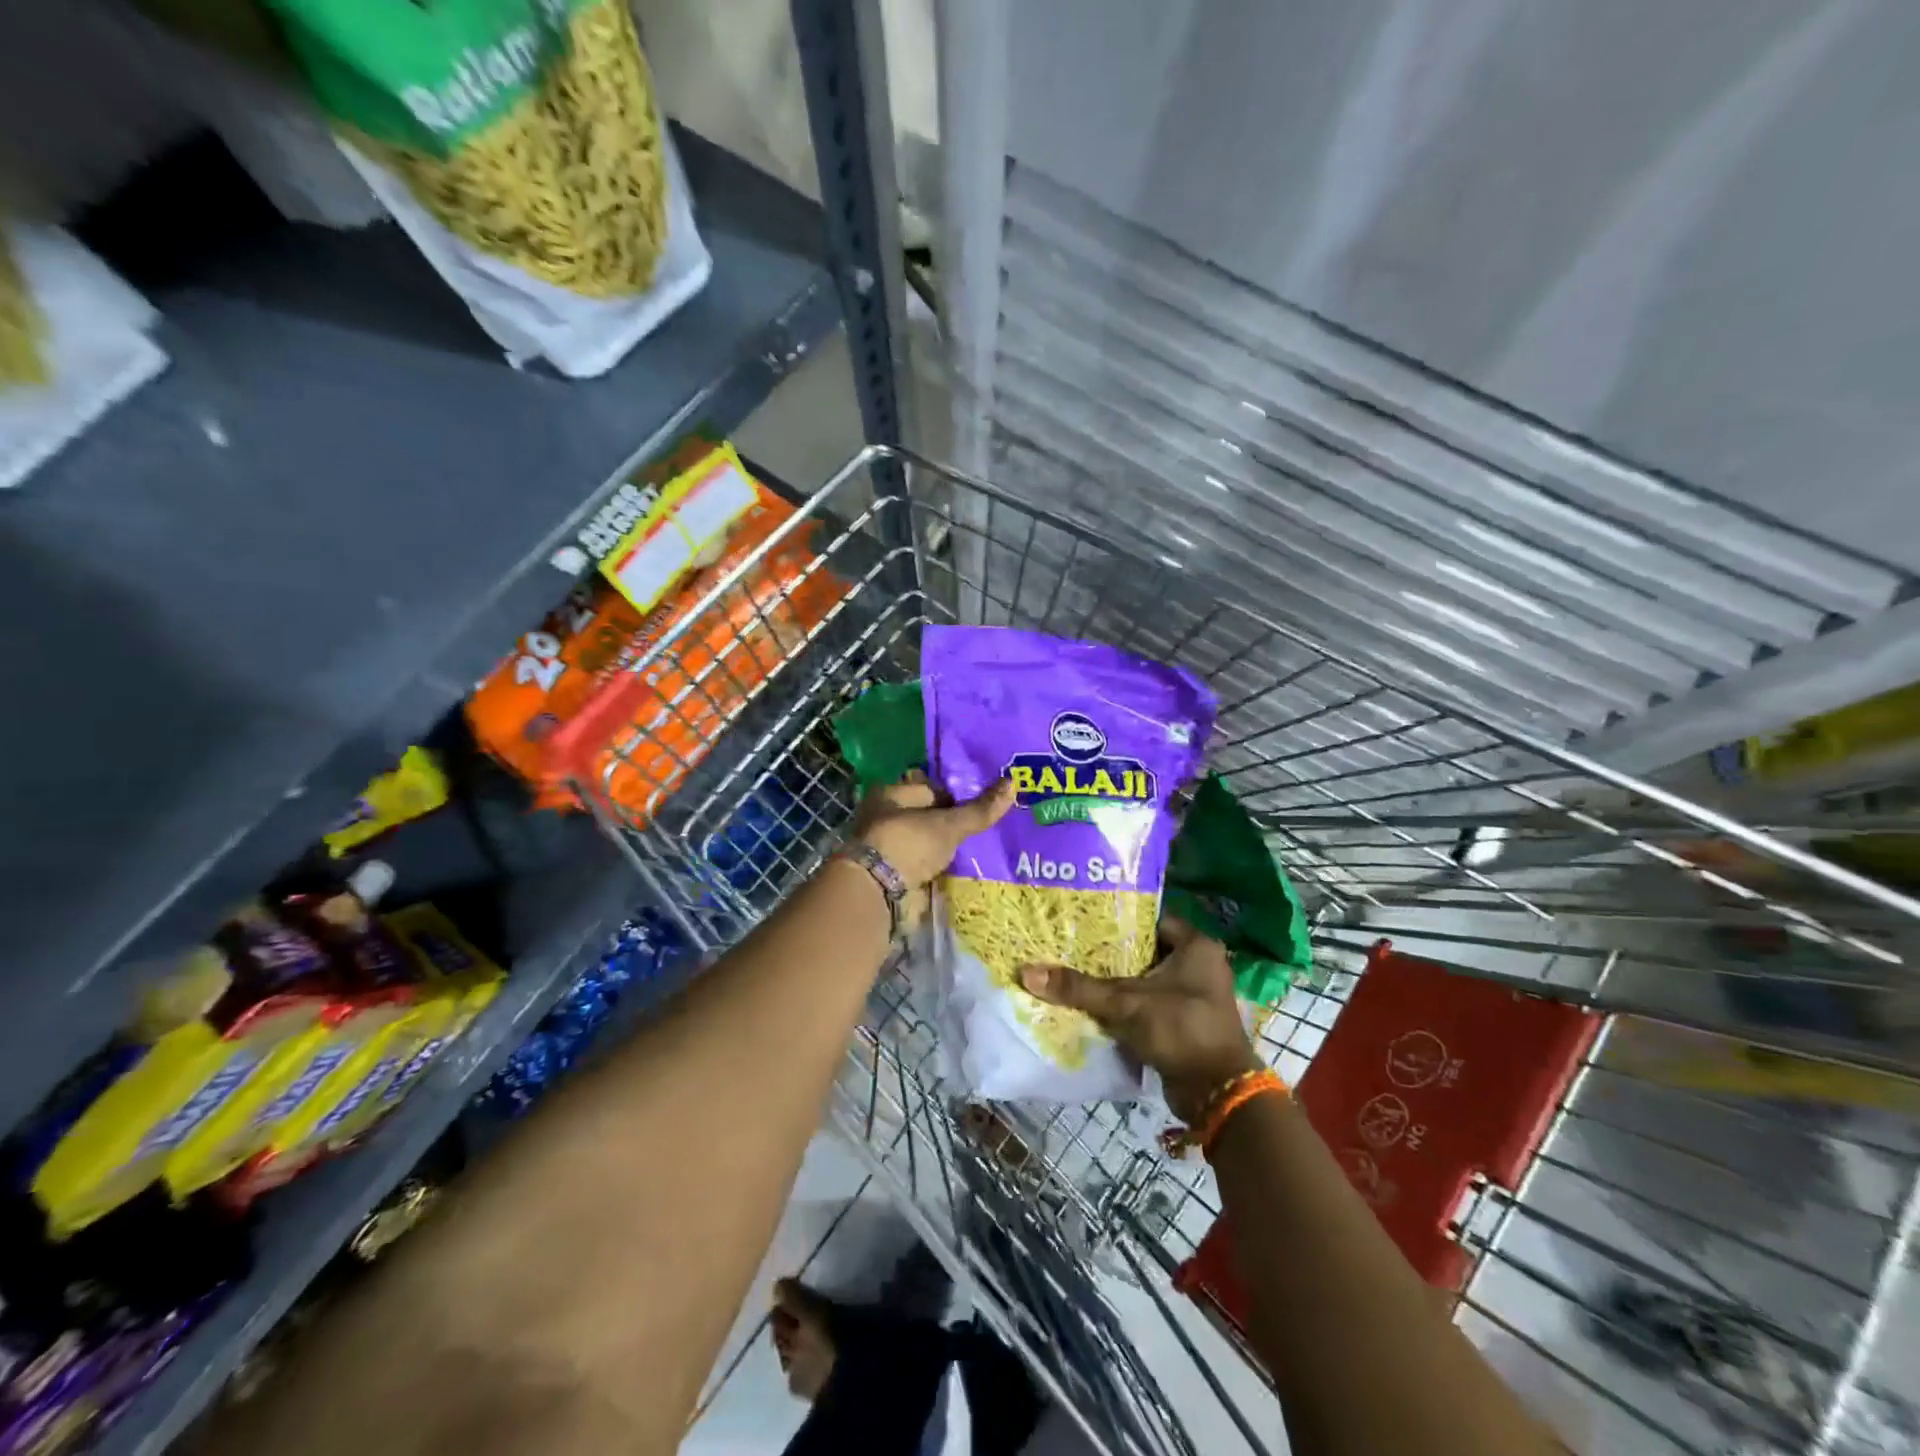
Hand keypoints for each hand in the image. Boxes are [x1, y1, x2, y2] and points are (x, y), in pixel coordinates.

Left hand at [849, 773, 1014, 890]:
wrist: (877, 893)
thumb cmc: (908, 843)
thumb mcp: (949, 824)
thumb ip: (980, 809)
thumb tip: (1013, 782)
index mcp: (892, 793)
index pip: (933, 788)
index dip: (959, 795)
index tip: (986, 804)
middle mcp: (887, 817)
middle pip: (930, 816)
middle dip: (955, 823)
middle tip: (989, 827)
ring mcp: (890, 848)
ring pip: (929, 843)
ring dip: (949, 848)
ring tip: (984, 849)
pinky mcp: (896, 874)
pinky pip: (926, 866)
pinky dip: (942, 868)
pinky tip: (965, 870)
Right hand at [1020, 919, 1260, 1121]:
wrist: (1217, 1092)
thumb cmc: (1180, 1029)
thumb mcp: (1126, 1003)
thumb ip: (1079, 988)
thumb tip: (1028, 973)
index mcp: (1196, 946)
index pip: (1150, 918)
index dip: (1118, 919)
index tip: (1084, 919)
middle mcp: (1200, 963)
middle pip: (1146, 949)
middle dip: (1112, 951)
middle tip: (1073, 944)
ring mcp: (1195, 994)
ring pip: (1147, 977)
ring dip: (1119, 979)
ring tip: (1077, 969)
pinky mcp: (1187, 1019)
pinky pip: (1151, 1001)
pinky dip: (1128, 1002)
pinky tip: (1096, 1001)